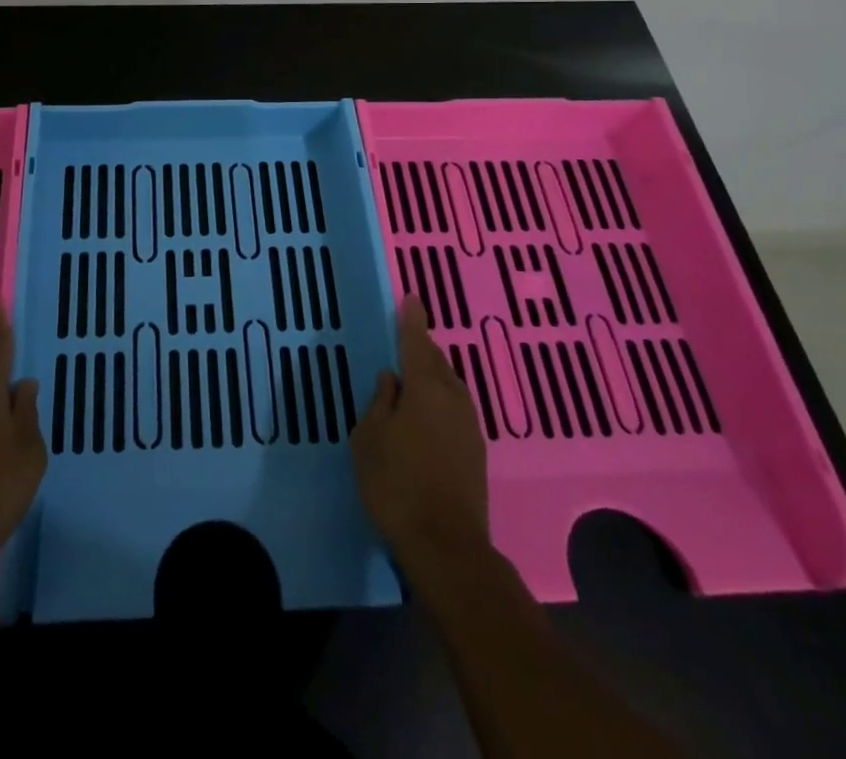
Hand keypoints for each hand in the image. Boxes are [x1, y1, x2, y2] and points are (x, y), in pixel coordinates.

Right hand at [351, 296, 490, 571]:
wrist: (446, 546)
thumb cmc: (396, 484)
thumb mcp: (369, 439)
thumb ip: (380, 402)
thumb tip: (391, 379)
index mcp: (424, 388)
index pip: (416, 343)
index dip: (412, 320)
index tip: (412, 299)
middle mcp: (453, 399)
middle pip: (437, 362)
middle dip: (422, 347)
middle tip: (407, 338)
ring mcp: (469, 427)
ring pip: (450, 386)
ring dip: (433, 375)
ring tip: (415, 376)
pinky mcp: (476, 453)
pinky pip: (455, 409)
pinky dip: (441, 400)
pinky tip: (428, 414)